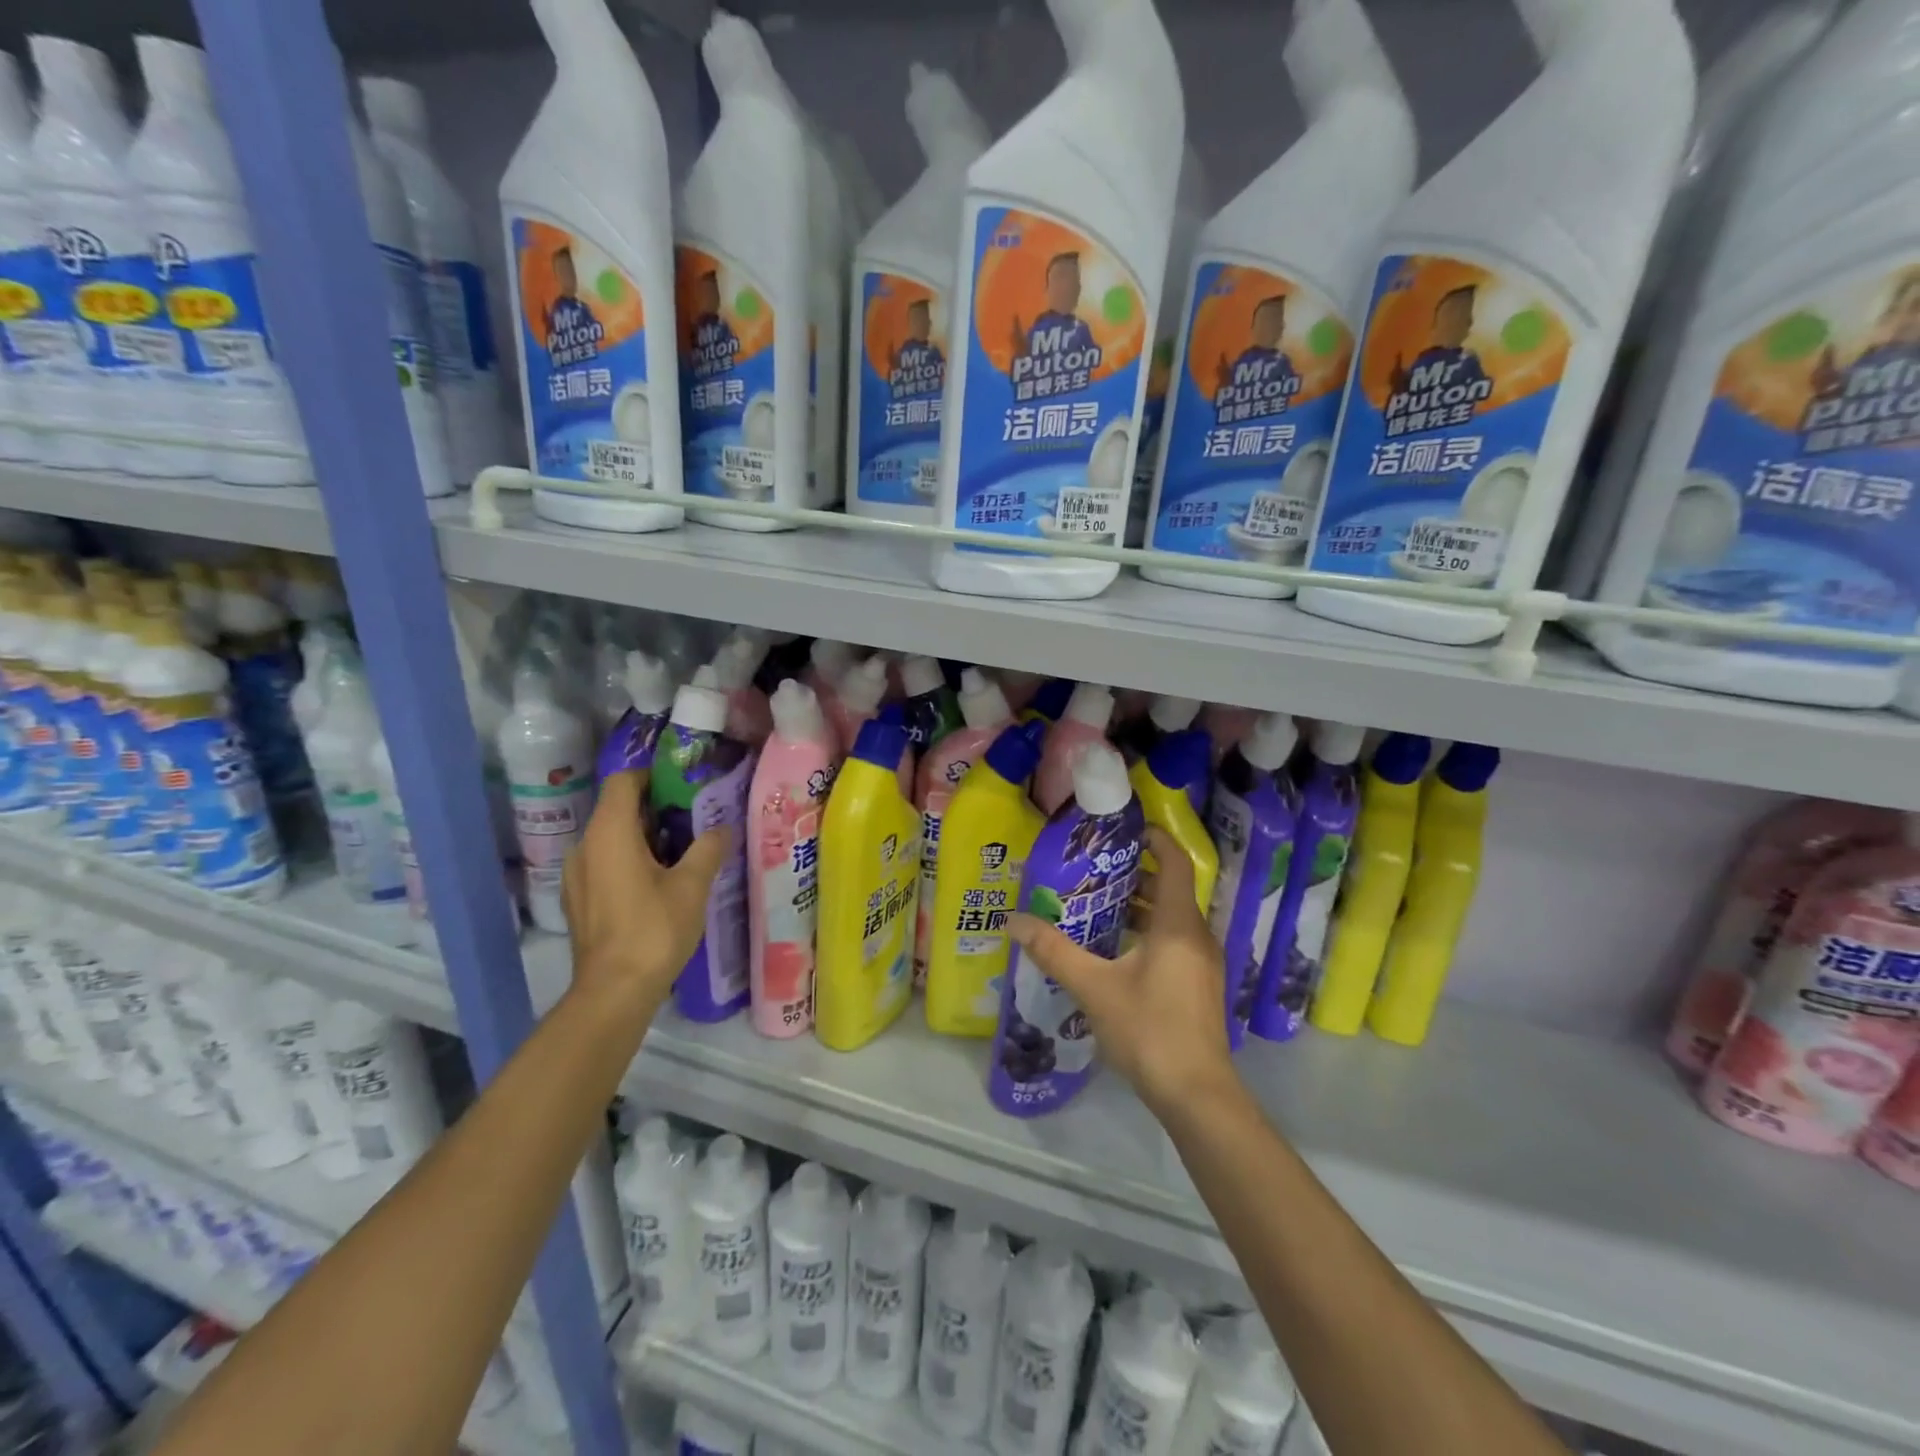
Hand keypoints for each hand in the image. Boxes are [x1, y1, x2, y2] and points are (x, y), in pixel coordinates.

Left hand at [560, 771, 731, 1025]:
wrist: (614, 991)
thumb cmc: (654, 929)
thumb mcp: (692, 885)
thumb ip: (708, 848)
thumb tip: (722, 827)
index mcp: (609, 832)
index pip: (623, 781)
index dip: (653, 777)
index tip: (685, 787)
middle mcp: (585, 846)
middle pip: (618, 809)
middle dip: (656, 809)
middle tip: (695, 820)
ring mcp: (577, 875)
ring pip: (611, 838)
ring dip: (644, 837)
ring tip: (683, 853)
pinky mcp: (579, 900)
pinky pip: (604, 863)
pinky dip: (630, 860)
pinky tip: (659, 883)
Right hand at [1008, 827, 1237, 1118]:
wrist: (1197, 1095)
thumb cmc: (1149, 1029)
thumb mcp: (1094, 987)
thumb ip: (1054, 951)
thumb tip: (1014, 920)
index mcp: (1178, 924)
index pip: (1176, 863)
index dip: (1156, 840)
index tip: (1126, 830)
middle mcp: (1196, 936)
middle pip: (1171, 889)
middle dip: (1136, 875)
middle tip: (1095, 870)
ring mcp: (1202, 963)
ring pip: (1172, 918)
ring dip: (1141, 906)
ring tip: (1098, 905)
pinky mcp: (1199, 986)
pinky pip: (1175, 942)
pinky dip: (1149, 932)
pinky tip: (1116, 950)